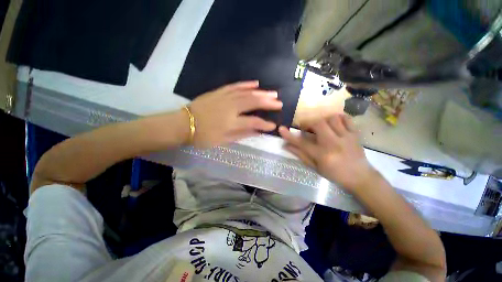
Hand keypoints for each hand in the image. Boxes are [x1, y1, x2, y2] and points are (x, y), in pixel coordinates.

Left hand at [189, 81, 282, 147]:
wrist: (183, 124)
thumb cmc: (203, 136)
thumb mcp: (223, 141)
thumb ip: (241, 135)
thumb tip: (257, 132)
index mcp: (231, 122)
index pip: (253, 122)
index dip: (265, 124)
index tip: (274, 125)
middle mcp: (230, 107)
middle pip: (253, 102)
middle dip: (268, 103)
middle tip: (279, 102)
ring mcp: (225, 97)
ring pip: (247, 93)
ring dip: (261, 92)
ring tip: (273, 93)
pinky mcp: (219, 92)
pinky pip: (235, 86)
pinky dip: (246, 84)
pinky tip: (255, 83)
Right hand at [279, 114, 375, 191]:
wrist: (360, 177)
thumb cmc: (335, 174)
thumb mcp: (315, 167)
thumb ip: (300, 155)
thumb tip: (286, 146)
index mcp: (322, 155)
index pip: (301, 143)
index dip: (289, 136)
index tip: (281, 129)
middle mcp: (333, 144)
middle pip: (318, 124)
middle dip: (308, 123)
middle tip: (306, 128)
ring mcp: (346, 137)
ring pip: (332, 119)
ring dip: (322, 120)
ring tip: (320, 126)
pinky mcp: (355, 134)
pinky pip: (347, 119)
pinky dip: (338, 117)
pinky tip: (334, 122)